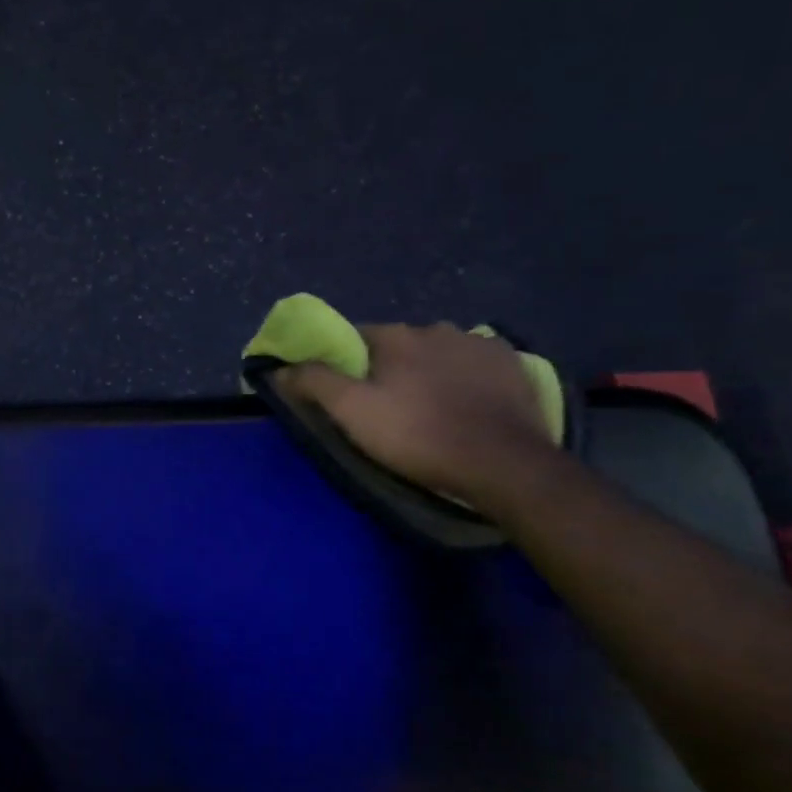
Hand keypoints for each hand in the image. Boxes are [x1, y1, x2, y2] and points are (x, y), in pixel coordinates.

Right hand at [279, 323, 556, 511]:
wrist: (503, 464)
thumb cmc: (418, 436)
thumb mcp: (352, 414)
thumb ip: (314, 382)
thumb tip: (280, 366)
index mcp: (395, 336)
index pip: (355, 337)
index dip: (346, 363)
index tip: (347, 392)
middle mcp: (436, 328)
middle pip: (399, 345)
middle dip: (390, 367)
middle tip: (388, 407)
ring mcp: (480, 343)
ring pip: (439, 352)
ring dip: (430, 370)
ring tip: (431, 408)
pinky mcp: (512, 364)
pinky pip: (475, 363)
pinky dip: (466, 377)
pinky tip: (466, 404)